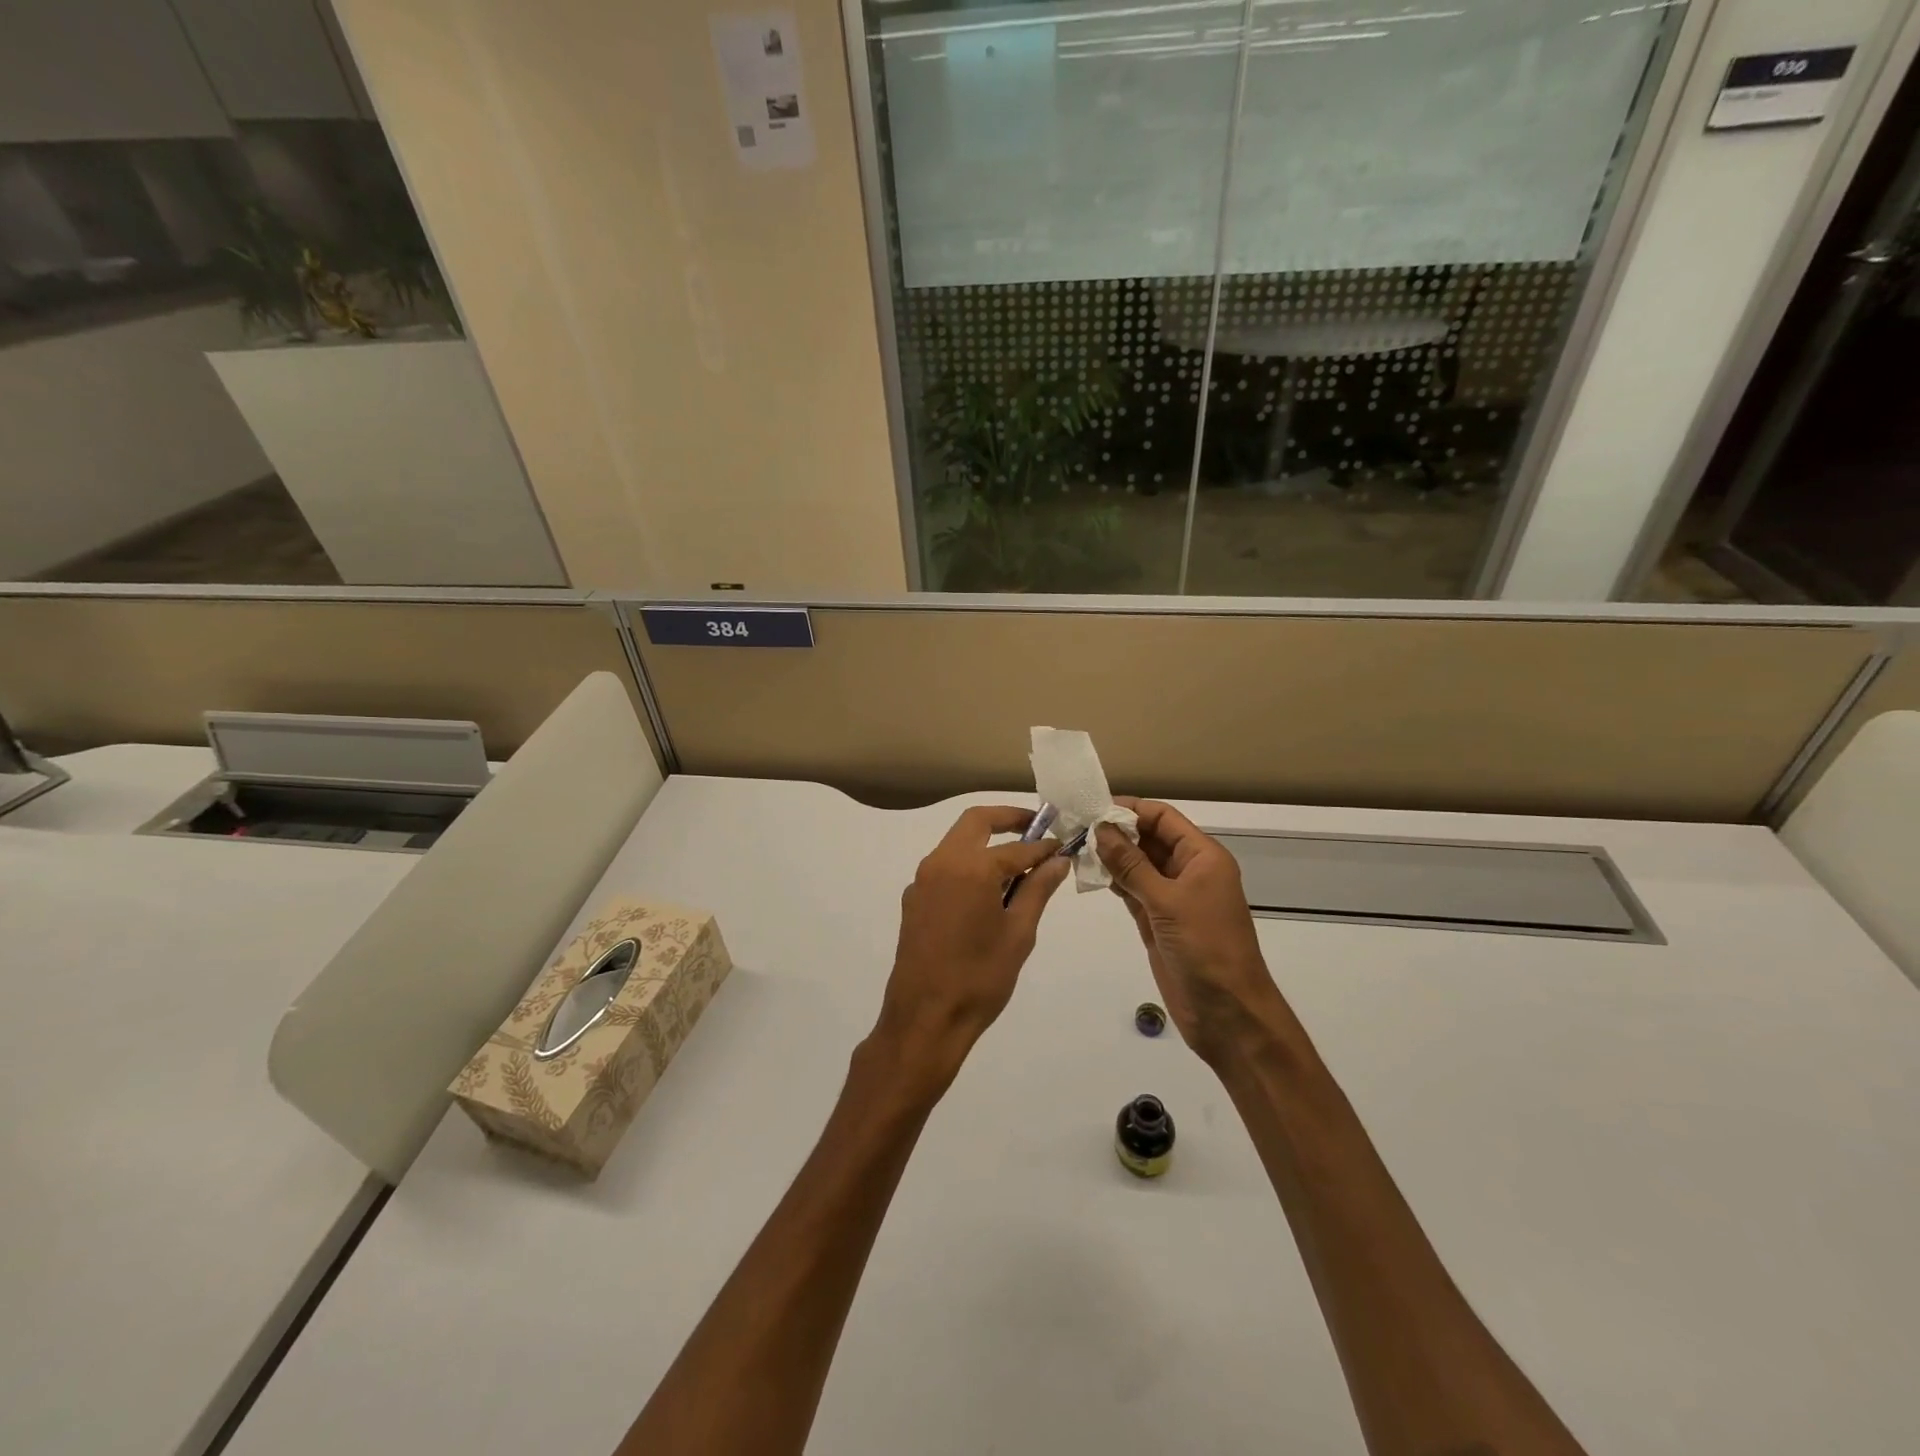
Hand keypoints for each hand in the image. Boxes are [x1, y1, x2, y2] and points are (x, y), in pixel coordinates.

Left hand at [874, 806, 1071, 1084]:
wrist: (925, 1017)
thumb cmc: (980, 977)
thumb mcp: (1019, 933)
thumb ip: (1038, 889)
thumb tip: (1057, 860)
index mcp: (971, 867)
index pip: (1016, 846)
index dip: (1043, 846)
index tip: (1062, 846)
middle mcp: (941, 862)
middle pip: (975, 822)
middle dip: (1007, 819)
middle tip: (1036, 828)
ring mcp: (922, 880)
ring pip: (957, 843)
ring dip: (986, 842)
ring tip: (1017, 865)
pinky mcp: (913, 899)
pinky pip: (945, 868)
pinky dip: (969, 866)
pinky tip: (987, 892)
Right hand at [1096, 798, 1292, 1066]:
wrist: (1227, 1012)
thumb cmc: (1206, 948)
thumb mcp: (1167, 901)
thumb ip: (1131, 865)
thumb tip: (1101, 828)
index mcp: (1202, 857)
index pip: (1163, 818)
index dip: (1130, 809)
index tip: (1092, 806)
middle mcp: (1188, 871)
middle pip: (1149, 838)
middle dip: (1116, 831)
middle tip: (1074, 826)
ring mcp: (1173, 897)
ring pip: (1138, 865)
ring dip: (1111, 856)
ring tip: (1075, 846)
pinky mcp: (1159, 921)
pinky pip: (1133, 891)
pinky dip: (1114, 882)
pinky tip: (1090, 874)